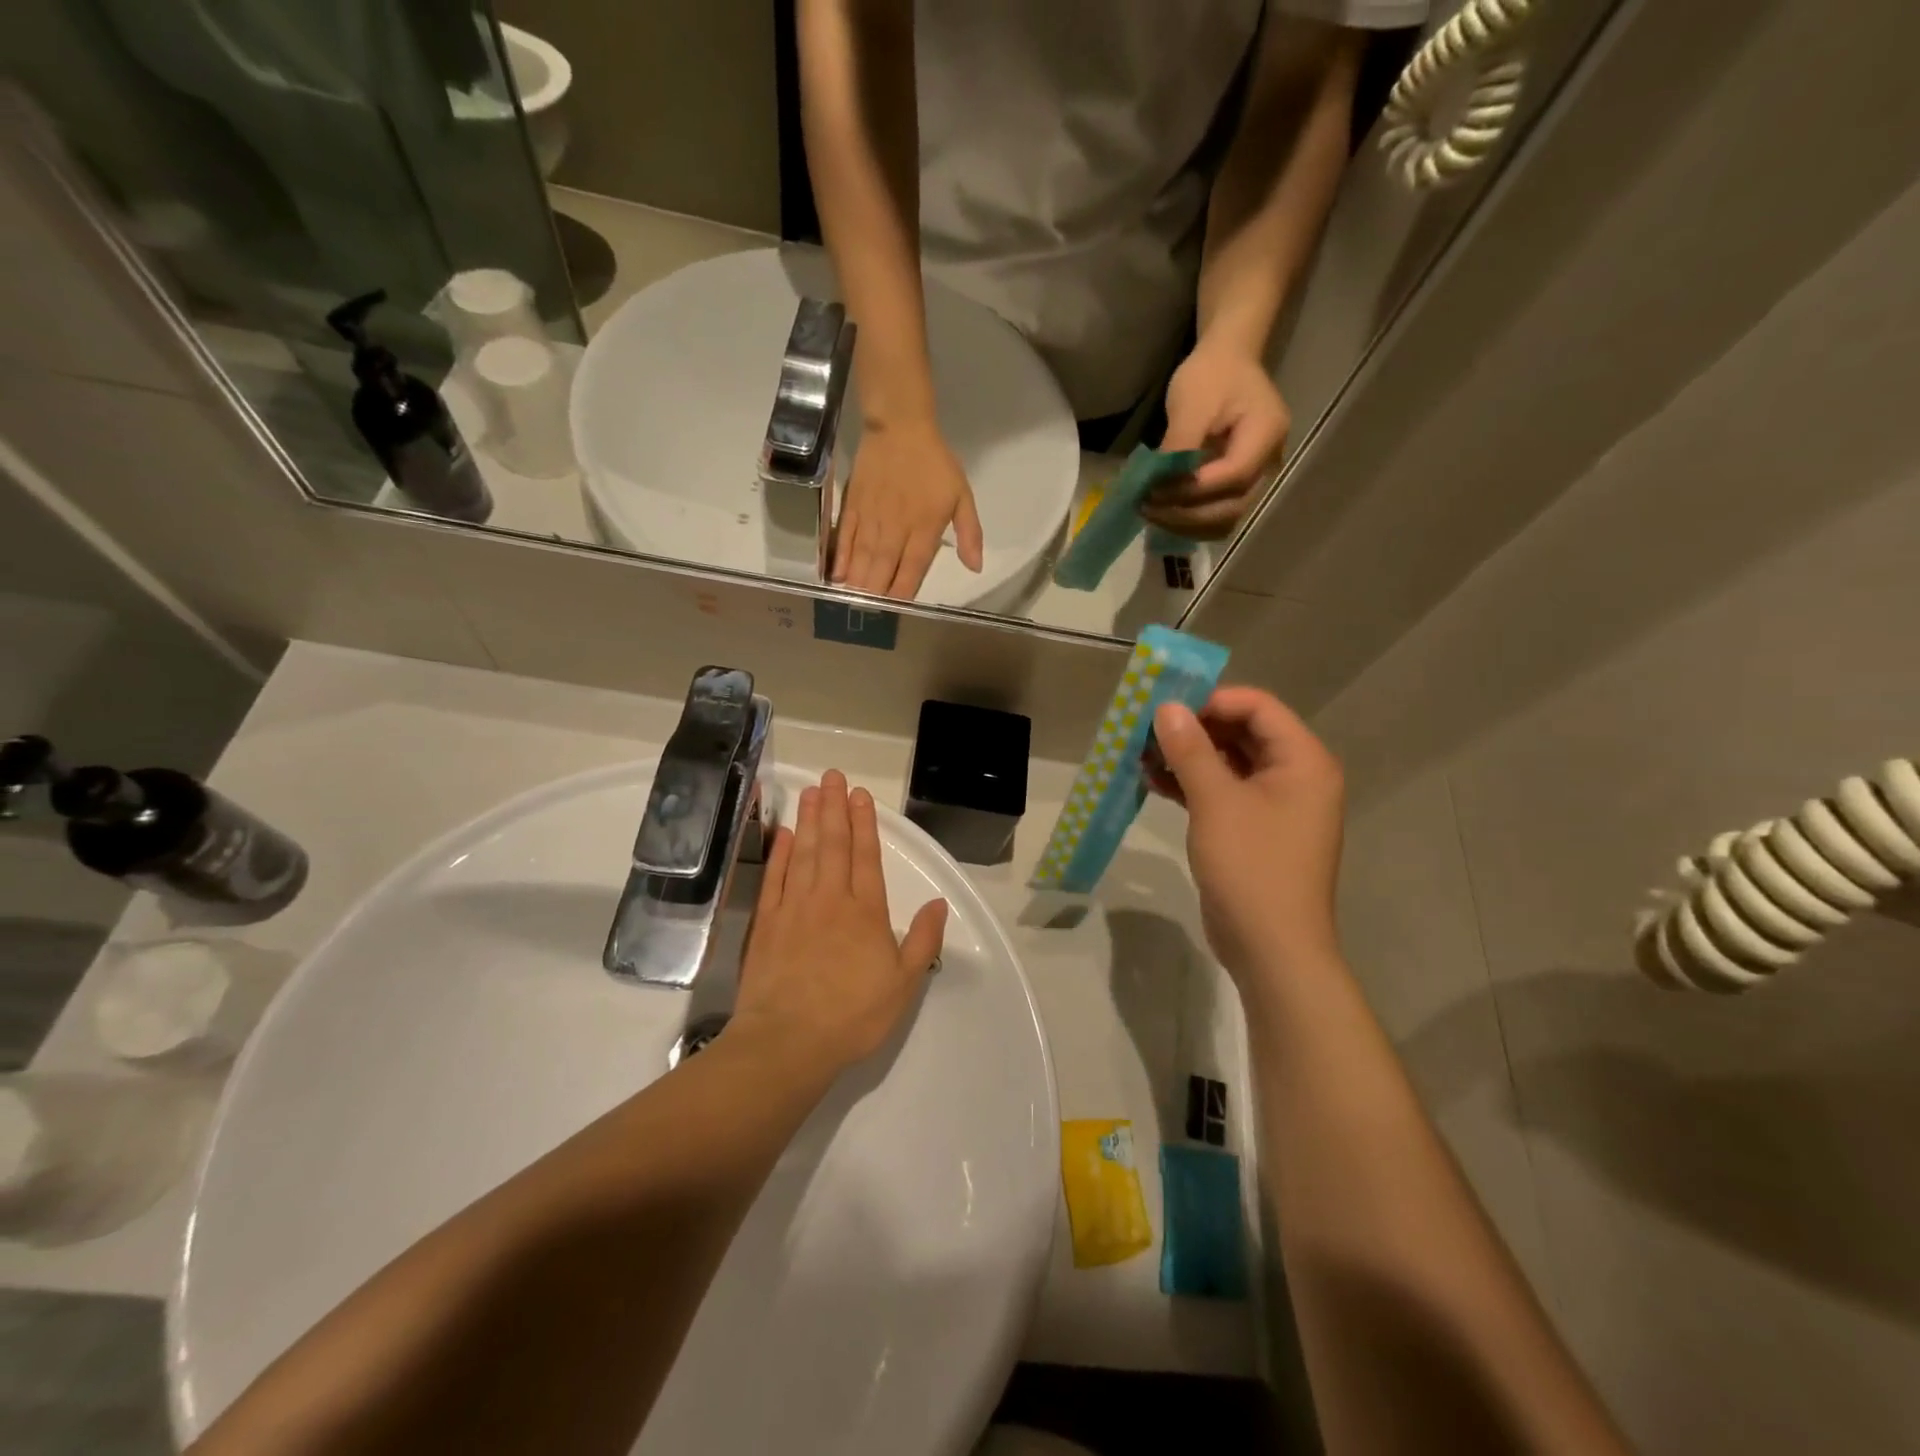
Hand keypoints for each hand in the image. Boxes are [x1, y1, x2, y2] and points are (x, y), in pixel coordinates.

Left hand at [731, 770, 948, 1080]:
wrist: (788, 1042)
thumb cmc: (852, 1016)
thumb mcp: (904, 985)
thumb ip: (923, 941)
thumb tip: (939, 903)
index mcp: (865, 912)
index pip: (866, 857)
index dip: (865, 823)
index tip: (860, 794)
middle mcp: (830, 899)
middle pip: (833, 844)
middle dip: (835, 808)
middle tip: (832, 776)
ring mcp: (794, 908)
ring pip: (804, 853)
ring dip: (810, 819)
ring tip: (812, 791)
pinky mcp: (766, 923)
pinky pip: (775, 878)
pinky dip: (780, 853)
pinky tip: (785, 833)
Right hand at [831, 420, 983, 598]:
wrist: (900, 426)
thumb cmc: (934, 463)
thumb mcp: (962, 495)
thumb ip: (969, 533)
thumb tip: (976, 567)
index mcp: (925, 527)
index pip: (913, 568)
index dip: (904, 592)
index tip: (897, 610)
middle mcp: (896, 527)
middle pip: (884, 568)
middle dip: (877, 594)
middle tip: (870, 615)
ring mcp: (871, 517)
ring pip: (863, 557)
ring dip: (858, 582)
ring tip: (853, 603)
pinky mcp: (852, 506)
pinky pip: (845, 537)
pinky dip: (840, 557)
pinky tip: (837, 576)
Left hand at [1145, 344, 1290, 539]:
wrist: (1226, 362)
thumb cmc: (1210, 376)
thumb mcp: (1191, 404)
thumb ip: (1179, 447)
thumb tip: (1159, 486)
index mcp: (1266, 434)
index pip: (1234, 476)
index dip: (1194, 490)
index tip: (1156, 490)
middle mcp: (1269, 462)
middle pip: (1232, 507)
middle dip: (1187, 514)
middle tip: (1147, 506)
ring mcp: (1257, 477)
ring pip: (1225, 519)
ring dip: (1186, 523)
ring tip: (1151, 512)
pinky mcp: (1239, 486)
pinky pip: (1218, 515)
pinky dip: (1191, 521)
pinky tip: (1165, 512)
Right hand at [1148, 688, 1343, 987]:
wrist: (1271, 949)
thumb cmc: (1252, 867)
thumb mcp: (1216, 802)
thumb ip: (1191, 750)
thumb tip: (1167, 707)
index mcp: (1303, 761)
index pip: (1257, 707)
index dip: (1211, 699)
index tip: (1165, 706)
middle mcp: (1295, 776)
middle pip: (1242, 732)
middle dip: (1193, 727)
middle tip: (1146, 727)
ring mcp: (1274, 806)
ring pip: (1228, 763)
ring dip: (1187, 756)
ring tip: (1140, 753)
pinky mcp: (1253, 830)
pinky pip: (1222, 792)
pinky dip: (1191, 784)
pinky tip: (1152, 781)